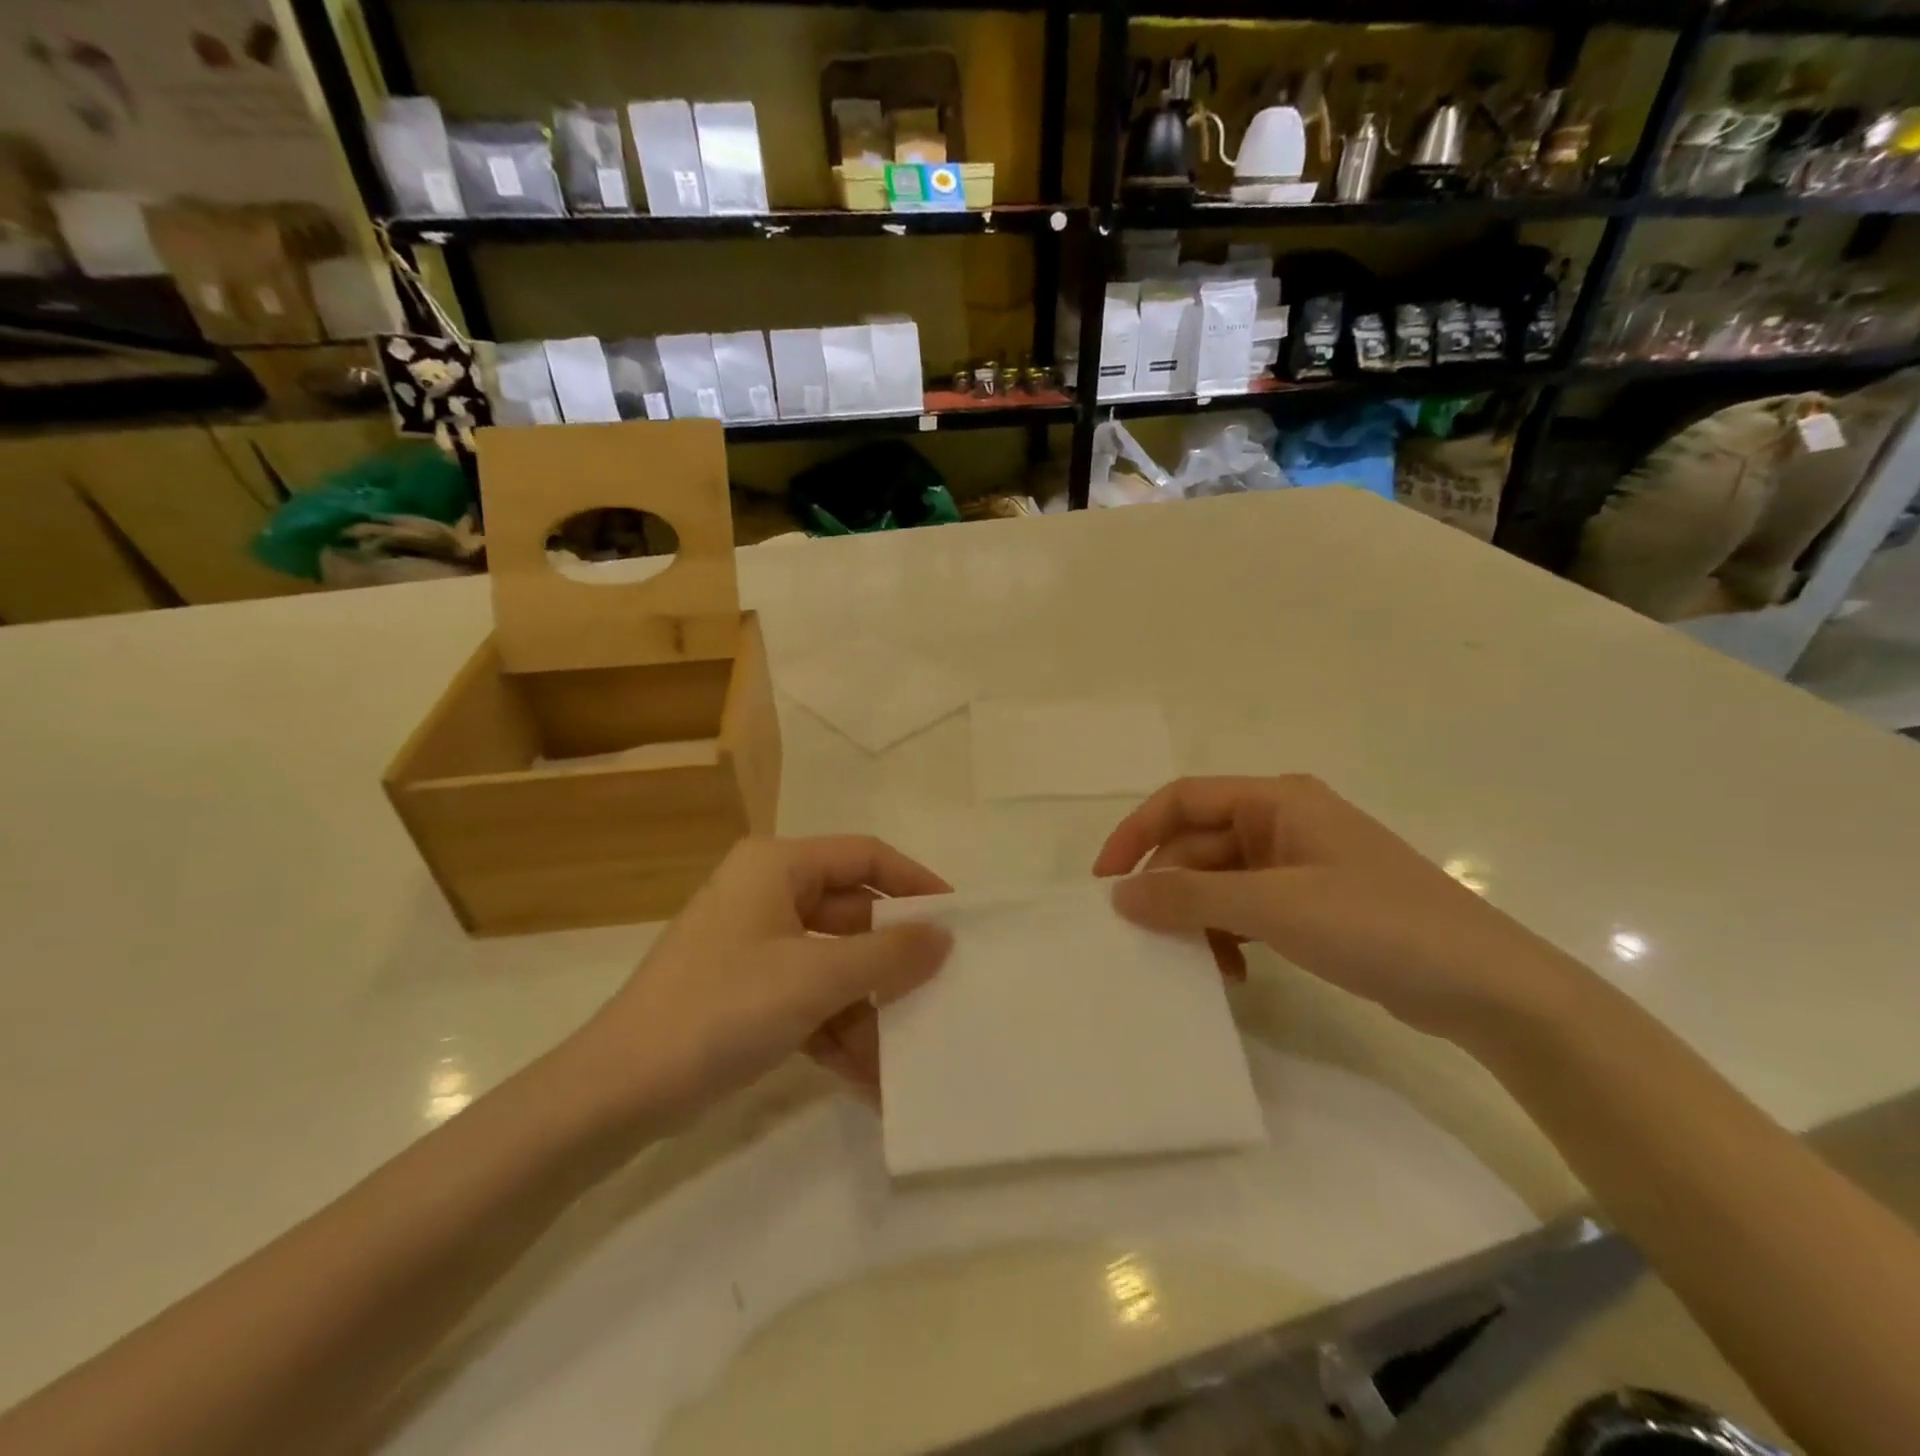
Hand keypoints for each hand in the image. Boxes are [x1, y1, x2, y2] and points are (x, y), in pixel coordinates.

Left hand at [572, 836, 952, 1116]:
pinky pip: (809, 1000)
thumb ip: (888, 955)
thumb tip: (943, 937)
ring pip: (834, 965)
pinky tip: (871, 1080)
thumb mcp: (816, 978)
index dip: (915, 883)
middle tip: (942, 989)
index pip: (865, 856)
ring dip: (869, 1010)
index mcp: (778, 867)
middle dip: (892, 961)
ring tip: (910, 1054)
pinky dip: (838, 1033)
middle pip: (852, 915)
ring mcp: (756, 946)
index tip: (956, 919)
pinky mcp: (748, 992)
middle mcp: (768, 895)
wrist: (618, 1092)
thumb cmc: (723, 1009)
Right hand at [1093, 775, 1582, 1044]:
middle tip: (1148, 940)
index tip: (1105, 881)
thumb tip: (1119, 894)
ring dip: (1200, 918)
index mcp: (1275, 801)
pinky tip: (1233, 971)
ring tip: (1198, 963)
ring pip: (1220, 880)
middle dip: (1170, 889)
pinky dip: (1230, 934)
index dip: (1136, 834)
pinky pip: (1247, 908)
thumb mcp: (1274, 907)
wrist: (1486, 986)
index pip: (1182, 800)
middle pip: (1199, 845)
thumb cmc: (1377, 925)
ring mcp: (1299, 864)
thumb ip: (1190, 897)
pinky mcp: (1312, 903)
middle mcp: (1283, 822)